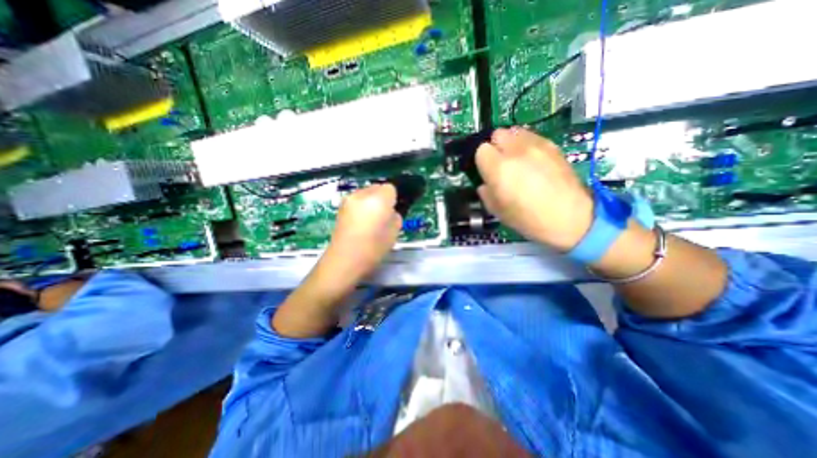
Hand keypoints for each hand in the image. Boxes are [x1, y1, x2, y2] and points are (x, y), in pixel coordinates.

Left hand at [322, 184, 405, 280]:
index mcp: (378, 199)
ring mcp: (349, 199)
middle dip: (382, 197)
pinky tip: (360, 222)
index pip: (390, 188)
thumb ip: (395, 216)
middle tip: (383, 216)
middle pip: (377, 187)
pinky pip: (356, 200)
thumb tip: (390, 211)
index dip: (393, 199)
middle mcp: (362, 194)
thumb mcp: (394, 233)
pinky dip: (361, 206)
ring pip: (365, 193)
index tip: (392, 211)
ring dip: (370, 201)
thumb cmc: (373, 249)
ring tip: (370, 219)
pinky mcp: (340, 207)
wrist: (344, 260)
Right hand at [477, 126, 590, 249]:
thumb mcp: (496, 211)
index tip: (486, 171)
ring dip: (510, 143)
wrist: (569, 218)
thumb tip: (485, 183)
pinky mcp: (552, 146)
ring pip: (514, 131)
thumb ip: (485, 192)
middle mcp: (516, 151)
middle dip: (495, 147)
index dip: (482, 161)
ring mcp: (536, 145)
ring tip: (516, 159)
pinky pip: (531, 136)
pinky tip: (532, 160)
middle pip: (497, 134)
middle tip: (500, 164)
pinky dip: (526, 144)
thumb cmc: (528, 219)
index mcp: (499, 168)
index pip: (481, 150)